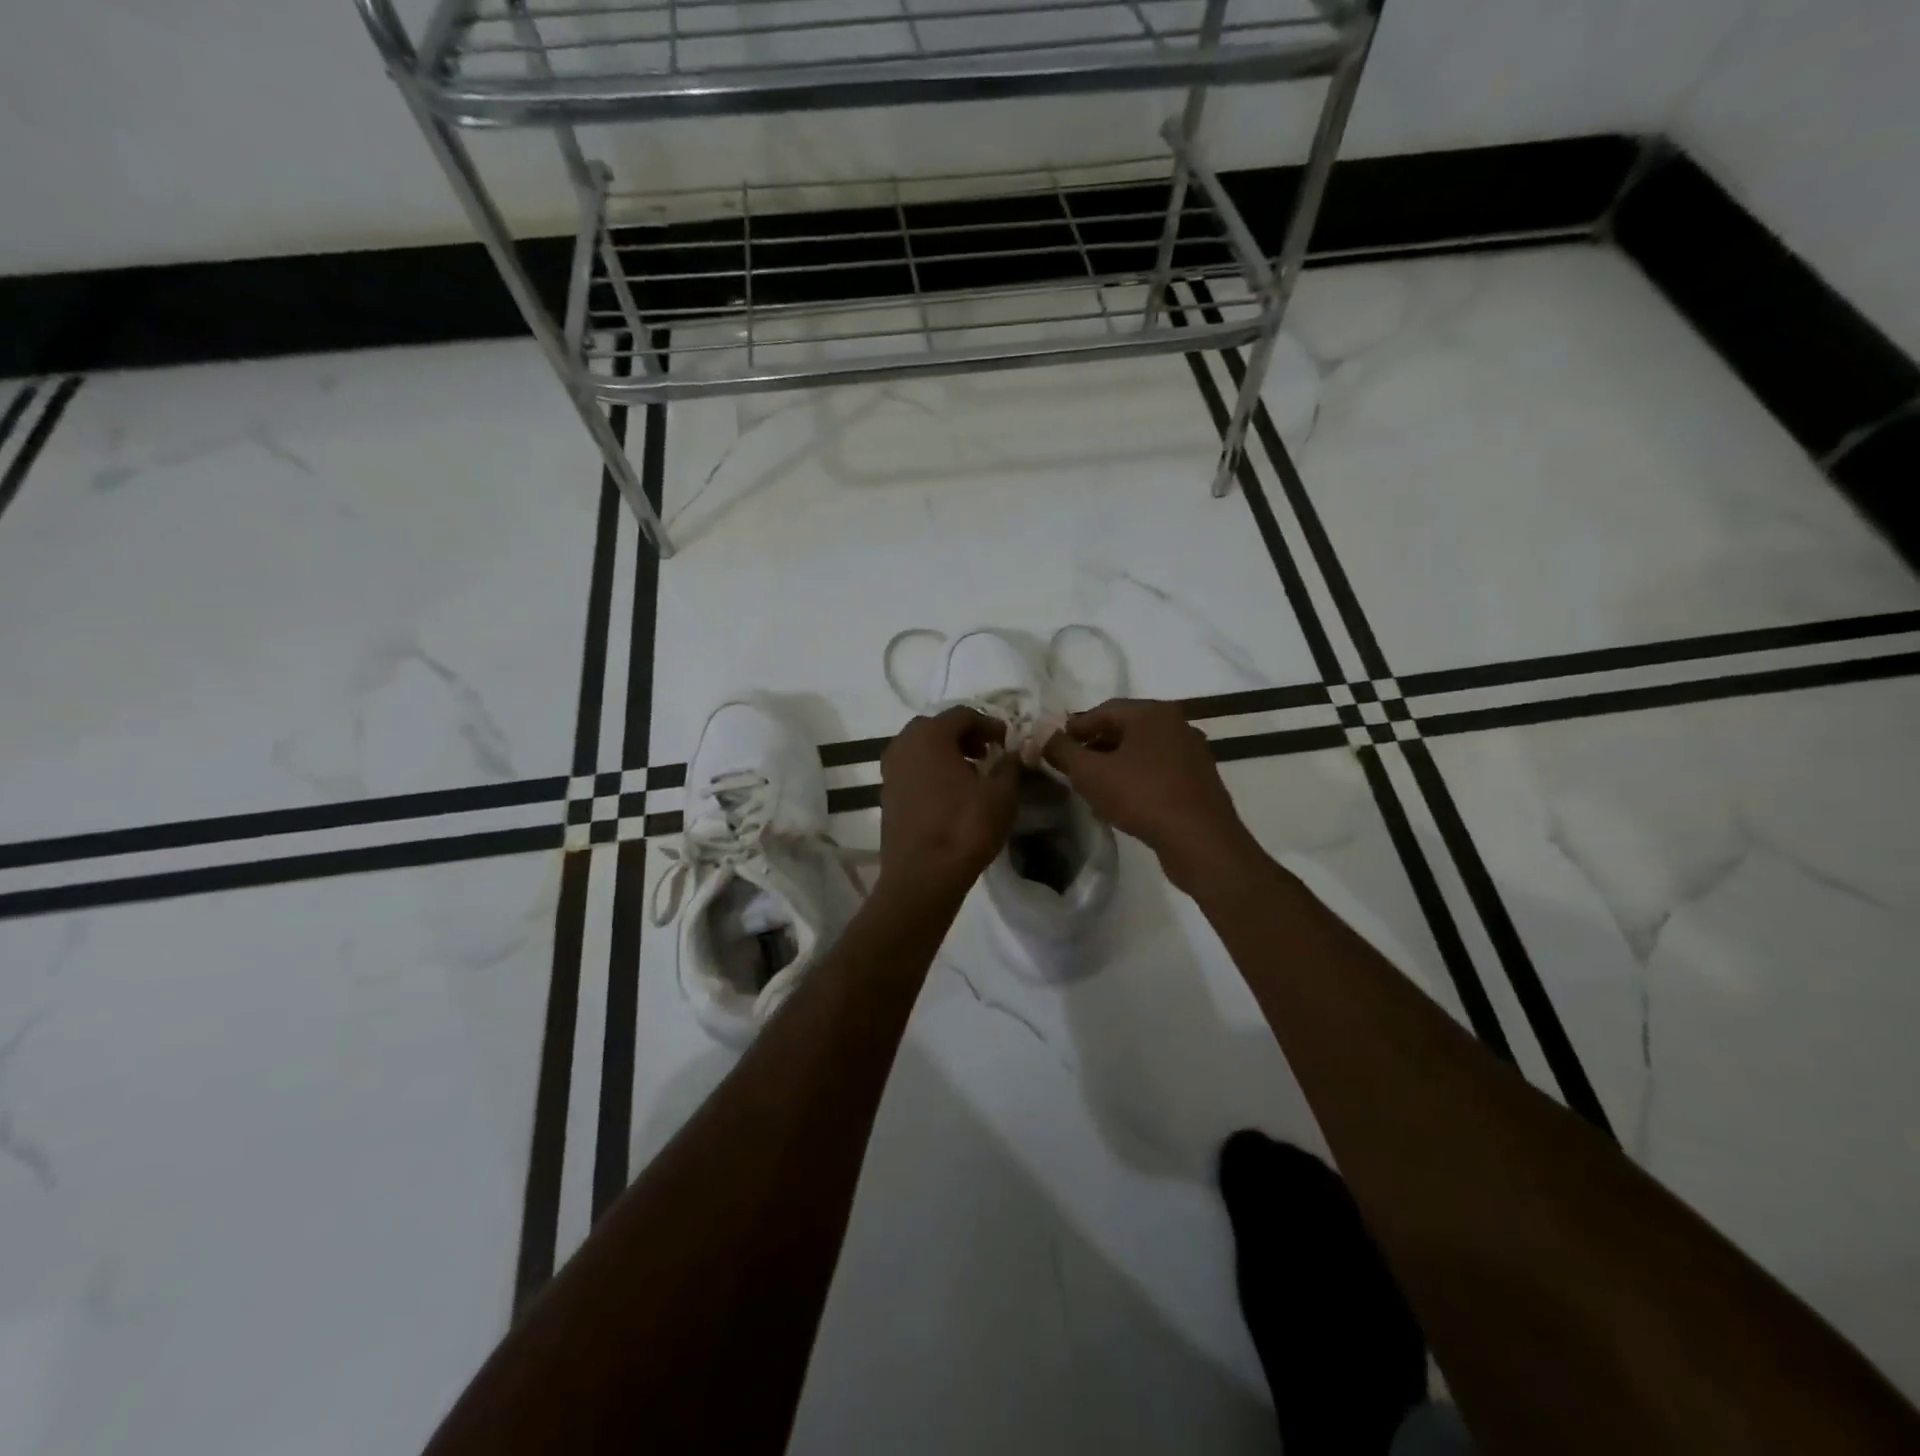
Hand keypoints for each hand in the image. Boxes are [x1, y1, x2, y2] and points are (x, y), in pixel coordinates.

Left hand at [879, 707, 1020, 892]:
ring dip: (946, 753)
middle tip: (987, 753)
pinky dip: (931, 771)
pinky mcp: (886, 794)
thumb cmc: (964, 828)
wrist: (922, 876)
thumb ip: (1010, 766)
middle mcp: (903, 745)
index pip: (963, 714)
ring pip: (921, 748)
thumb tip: (1014, 754)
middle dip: (964, 736)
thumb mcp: (1001, 794)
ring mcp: (890, 770)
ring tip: (971, 774)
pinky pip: (912, 769)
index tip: (1007, 742)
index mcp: (930, 735)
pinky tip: (951, 793)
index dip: (989, 724)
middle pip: (937, 727)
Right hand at [1042, 698, 1259, 894]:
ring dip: (1114, 765)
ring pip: (1142, 752)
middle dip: (1094, 746)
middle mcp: (1176, 724)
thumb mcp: (1091, 773)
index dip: (1075, 728)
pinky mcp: (1199, 780)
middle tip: (1071, 767)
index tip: (1055, 746)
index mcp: (1152, 713)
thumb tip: (1041, 733)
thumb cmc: (1142, 796)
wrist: (1200, 840)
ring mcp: (1191, 753)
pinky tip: (1121, 801)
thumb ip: (1062, 750)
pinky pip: (1158, 771)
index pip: (1103, 710)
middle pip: (1125, 729)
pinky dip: (1136, 778)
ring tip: (1092, 787)